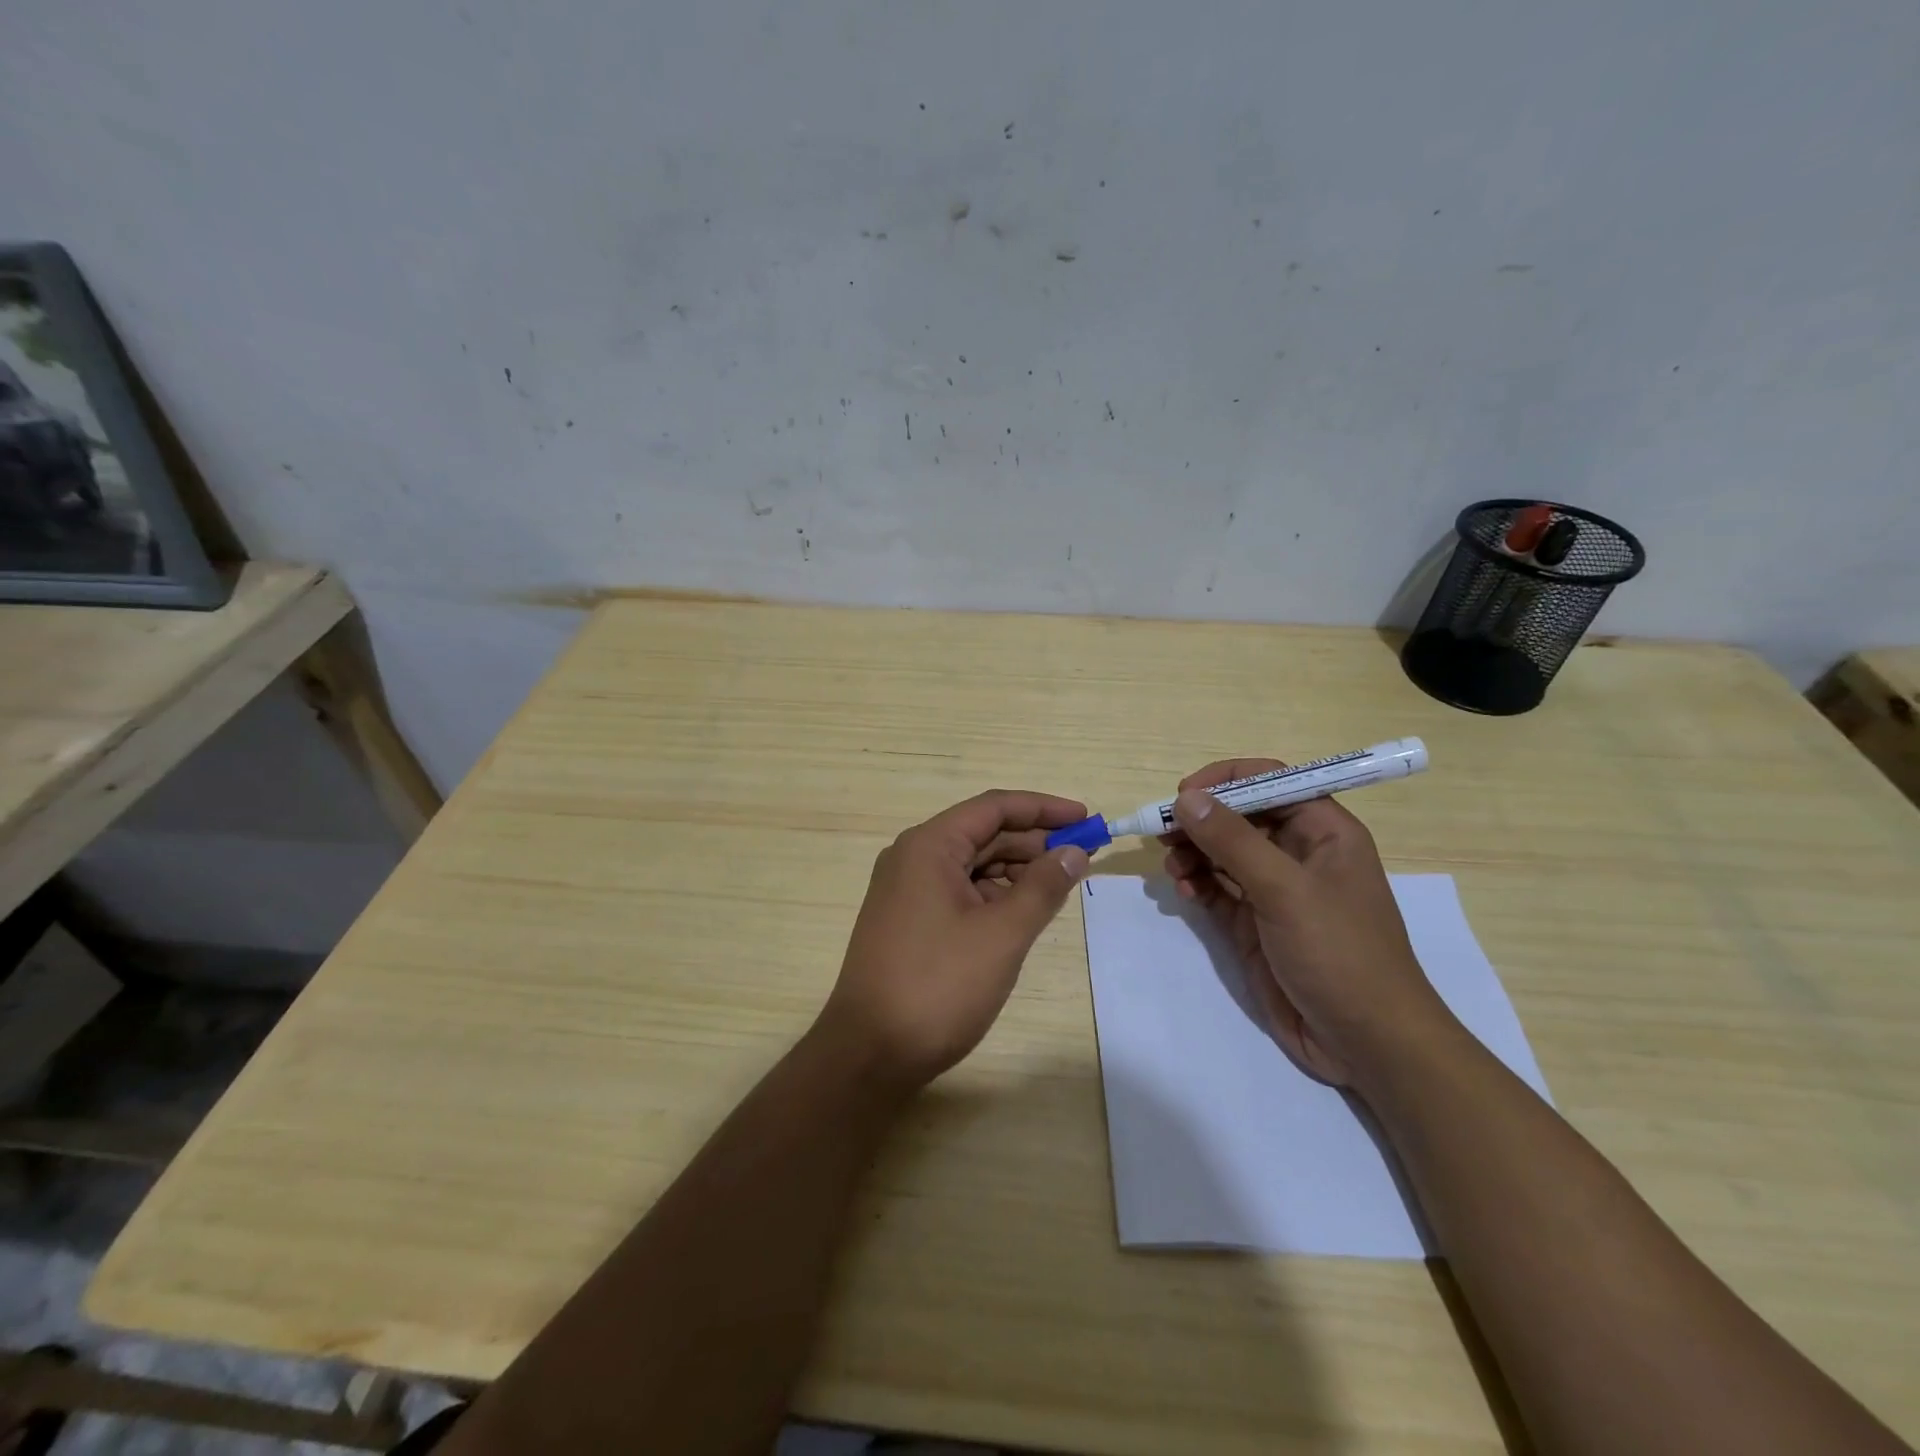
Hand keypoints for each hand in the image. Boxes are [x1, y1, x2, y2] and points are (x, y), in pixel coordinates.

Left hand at [819, 790, 1091, 1093]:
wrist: (869, 1053)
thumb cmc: (938, 985)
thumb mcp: (1002, 934)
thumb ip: (1043, 887)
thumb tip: (1074, 851)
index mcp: (929, 846)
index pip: (994, 807)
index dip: (1043, 809)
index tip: (1086, 817)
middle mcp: (913, 857)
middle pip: (983, 833)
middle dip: (1034, 841)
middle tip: (1083, 855)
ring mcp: (907, 890)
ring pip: (972, 864)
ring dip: (1016, 869)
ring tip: (1060, 884)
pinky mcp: (909, 920)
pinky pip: (959, 891)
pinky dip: (994, 895)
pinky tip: (1023, 911)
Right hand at [1161, 759, 1456, 1087]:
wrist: (1366, 1042)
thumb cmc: (1339, 953)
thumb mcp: (1285, 890)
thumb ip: (1233, 840)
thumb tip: (1187, 797)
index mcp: (1324, 831)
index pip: (1271, 781)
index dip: (1227, 780)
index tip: (1185, 794)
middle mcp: (1298, 852)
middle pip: (1240, 815)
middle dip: (1201, 820)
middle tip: (1163, 832)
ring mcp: (1275, 889)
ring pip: (1223, 851)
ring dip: (1193, 852)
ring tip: (1173, 868)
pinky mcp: (1255, 922)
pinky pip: (1217, 888)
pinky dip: (1197, 883)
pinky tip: (1184, 892)